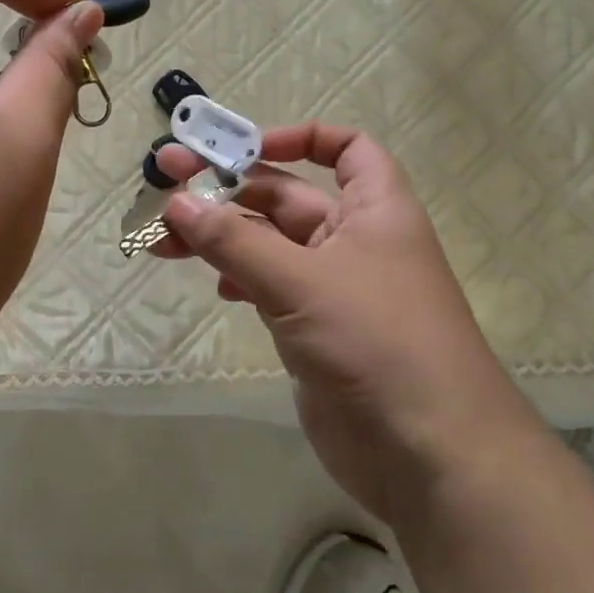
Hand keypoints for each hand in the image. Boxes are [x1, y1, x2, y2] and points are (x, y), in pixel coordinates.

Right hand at [152, 124, 531, 514]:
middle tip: (164, 183)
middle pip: (286, 196)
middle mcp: (354, 241)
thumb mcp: (300, 281)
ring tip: (164, 240)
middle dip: (228, 189)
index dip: (298, 138)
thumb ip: (234, 240)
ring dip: (221, 237)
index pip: (346, 148)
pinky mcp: (314, 332)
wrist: (429, 454)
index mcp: (374, 209)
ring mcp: (333, 289)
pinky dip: (238, 280)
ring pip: (268, 245)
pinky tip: (214, 288)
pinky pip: (268, 288)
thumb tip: (176, 200)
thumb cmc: (376, 343)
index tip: (243, 147)